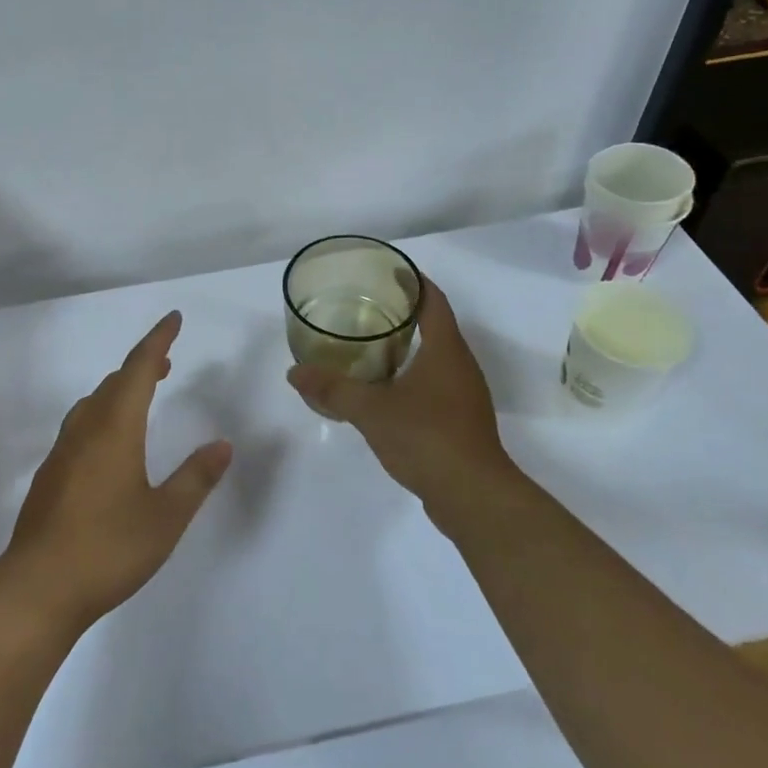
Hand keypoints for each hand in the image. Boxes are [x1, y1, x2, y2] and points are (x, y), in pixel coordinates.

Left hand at [0, 311, 231, 632]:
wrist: (37, 589)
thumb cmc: (108, 549)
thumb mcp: (166, 517)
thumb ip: (195, 478)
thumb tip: (222, 445)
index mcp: (115, 428)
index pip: (139, 368)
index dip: (158, 340)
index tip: (173, 319)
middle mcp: (85, 430)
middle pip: (114, 382)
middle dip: (142, 365)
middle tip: (166, 362)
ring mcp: (62, 452)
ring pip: (93, 403)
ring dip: (119, 389)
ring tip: (141, 396)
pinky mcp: (50, 476)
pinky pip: (81, 426)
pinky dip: (103, 414)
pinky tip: (110, 443)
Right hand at [285, 276, 515, 517]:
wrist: (473, 496)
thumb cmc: (427, 438)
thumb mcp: (371, 410)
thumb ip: (332, 389)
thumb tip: (294, 373)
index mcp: (446, 350)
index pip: (433, 300)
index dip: (413, 281)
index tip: (388, 270)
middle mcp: (461, 365)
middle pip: (436, 325)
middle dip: (405, 312)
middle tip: (366, 305)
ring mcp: (465, 395)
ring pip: (436, 357)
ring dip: (409, 346)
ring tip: (370, 344)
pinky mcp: (462, 420)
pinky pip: (436, 384)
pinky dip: (413, 375)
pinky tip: (386, 389)